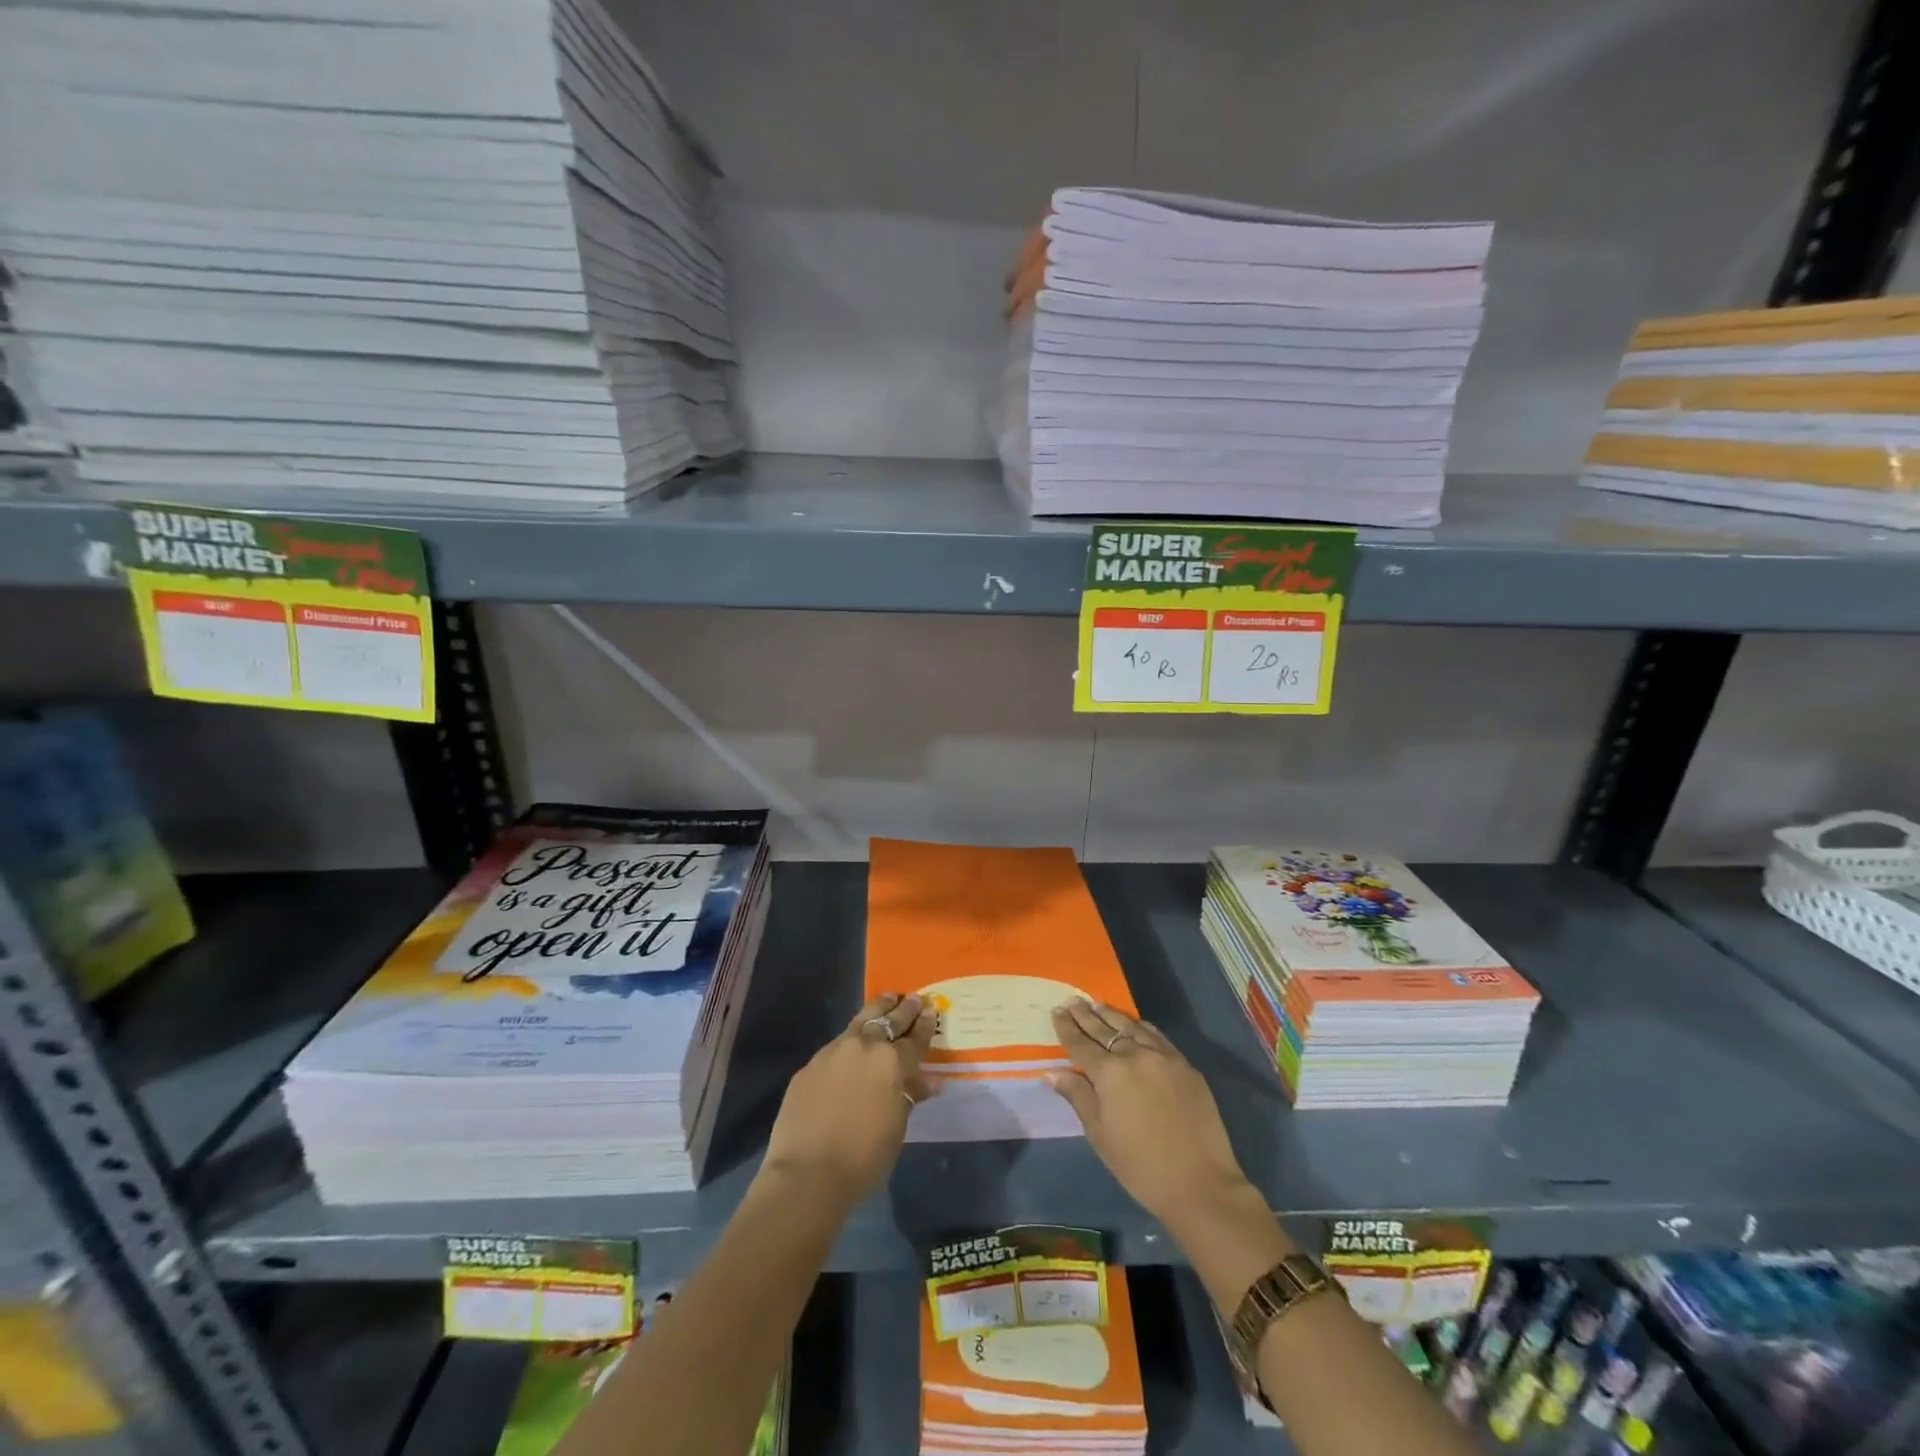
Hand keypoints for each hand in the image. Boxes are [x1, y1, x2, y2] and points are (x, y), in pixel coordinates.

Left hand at [761, 993, 935, 1205]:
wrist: (807, 1174)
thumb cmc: (863, 1158)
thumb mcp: (896, 1128)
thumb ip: (907, 1098)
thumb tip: (922, 1084)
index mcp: (892, 1063)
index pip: (915, 1038)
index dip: (925, 1025)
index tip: (932, 1011)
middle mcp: (864, 1047)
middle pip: (889, 1020)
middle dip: (904, 1009)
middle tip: (914, 999)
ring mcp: (833, 1052)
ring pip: (860, 1021)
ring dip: (877, 1010)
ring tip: (887, 999)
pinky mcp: (810, 1065)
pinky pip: (836, 1045)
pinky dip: (850, 1040)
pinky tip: (851, 1046)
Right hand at [1047, 999, 1253, 1229]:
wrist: (1200, 1183)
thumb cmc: (1140, 1165)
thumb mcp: (1100, 1135)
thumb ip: (1077, 1096)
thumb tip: (1051, 1072)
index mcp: (1110, 1072)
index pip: (1081, 1043)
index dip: (1067, 1028)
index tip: (1056, 1011)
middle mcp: (1135, 1055)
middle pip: (1105, 1029)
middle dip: (1086, 1016)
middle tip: (1073, 1001)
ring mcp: (1163, 1057)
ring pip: (1131, 1027)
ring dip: (1112, 1015)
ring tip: (1097, 1005)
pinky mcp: (1185, 1065)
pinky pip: (1156, 1036)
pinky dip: (1140, 1026)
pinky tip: (1134, 1024)